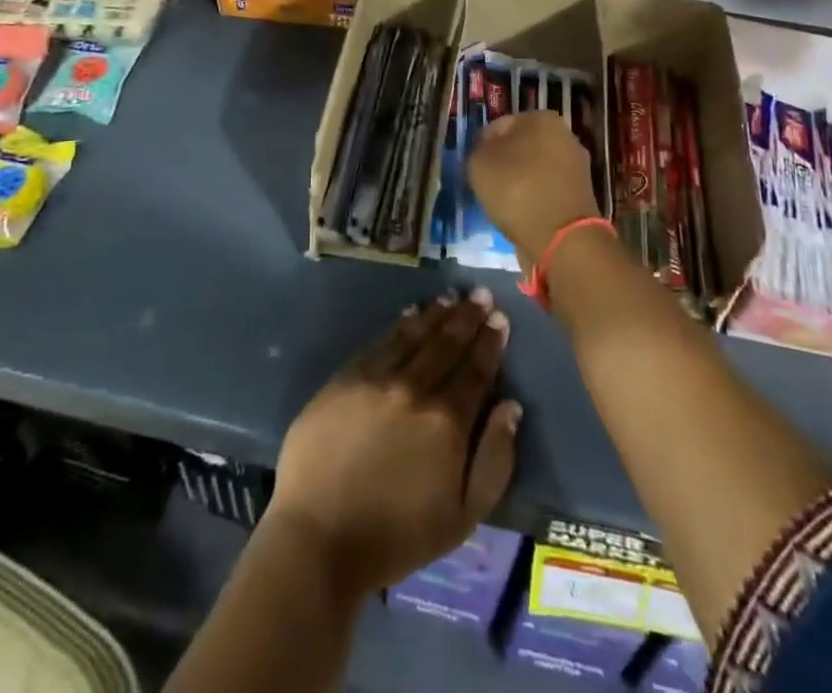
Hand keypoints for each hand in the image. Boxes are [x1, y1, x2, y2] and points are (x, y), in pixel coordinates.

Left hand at [266, 289, 522, 592]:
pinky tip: (411, 314)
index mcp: (448, 422)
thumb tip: (511, 407)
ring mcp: (378, 378)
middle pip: (448, 344)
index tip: (499, 318)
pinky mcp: (346, 377)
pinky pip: (381, 341)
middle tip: (480, 294)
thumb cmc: (397, 536)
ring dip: (436, 314)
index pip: (476, 370)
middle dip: (467, 317)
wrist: (320, 537)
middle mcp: (416, 389)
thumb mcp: (463, 516)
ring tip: (451, 297)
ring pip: (415, 335)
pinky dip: (401, 324)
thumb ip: (495, 459)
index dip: (490, 342)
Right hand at [467, 111, 600, 263]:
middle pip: (521, 146)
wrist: (562, 238)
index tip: (475, 167)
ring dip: (520, 182)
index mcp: (541, 118)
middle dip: (505, 162)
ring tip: (503, 203)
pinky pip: (547, 190)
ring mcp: (576, 166)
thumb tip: (486, 150)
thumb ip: (479, 149)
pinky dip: (534, 199)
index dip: (483, 145)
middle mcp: (564, 135)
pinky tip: (522, 214)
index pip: (500, 125)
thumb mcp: (479, 164)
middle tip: (487, 184)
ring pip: (535, 169)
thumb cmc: (517, 190)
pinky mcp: (581, 194)